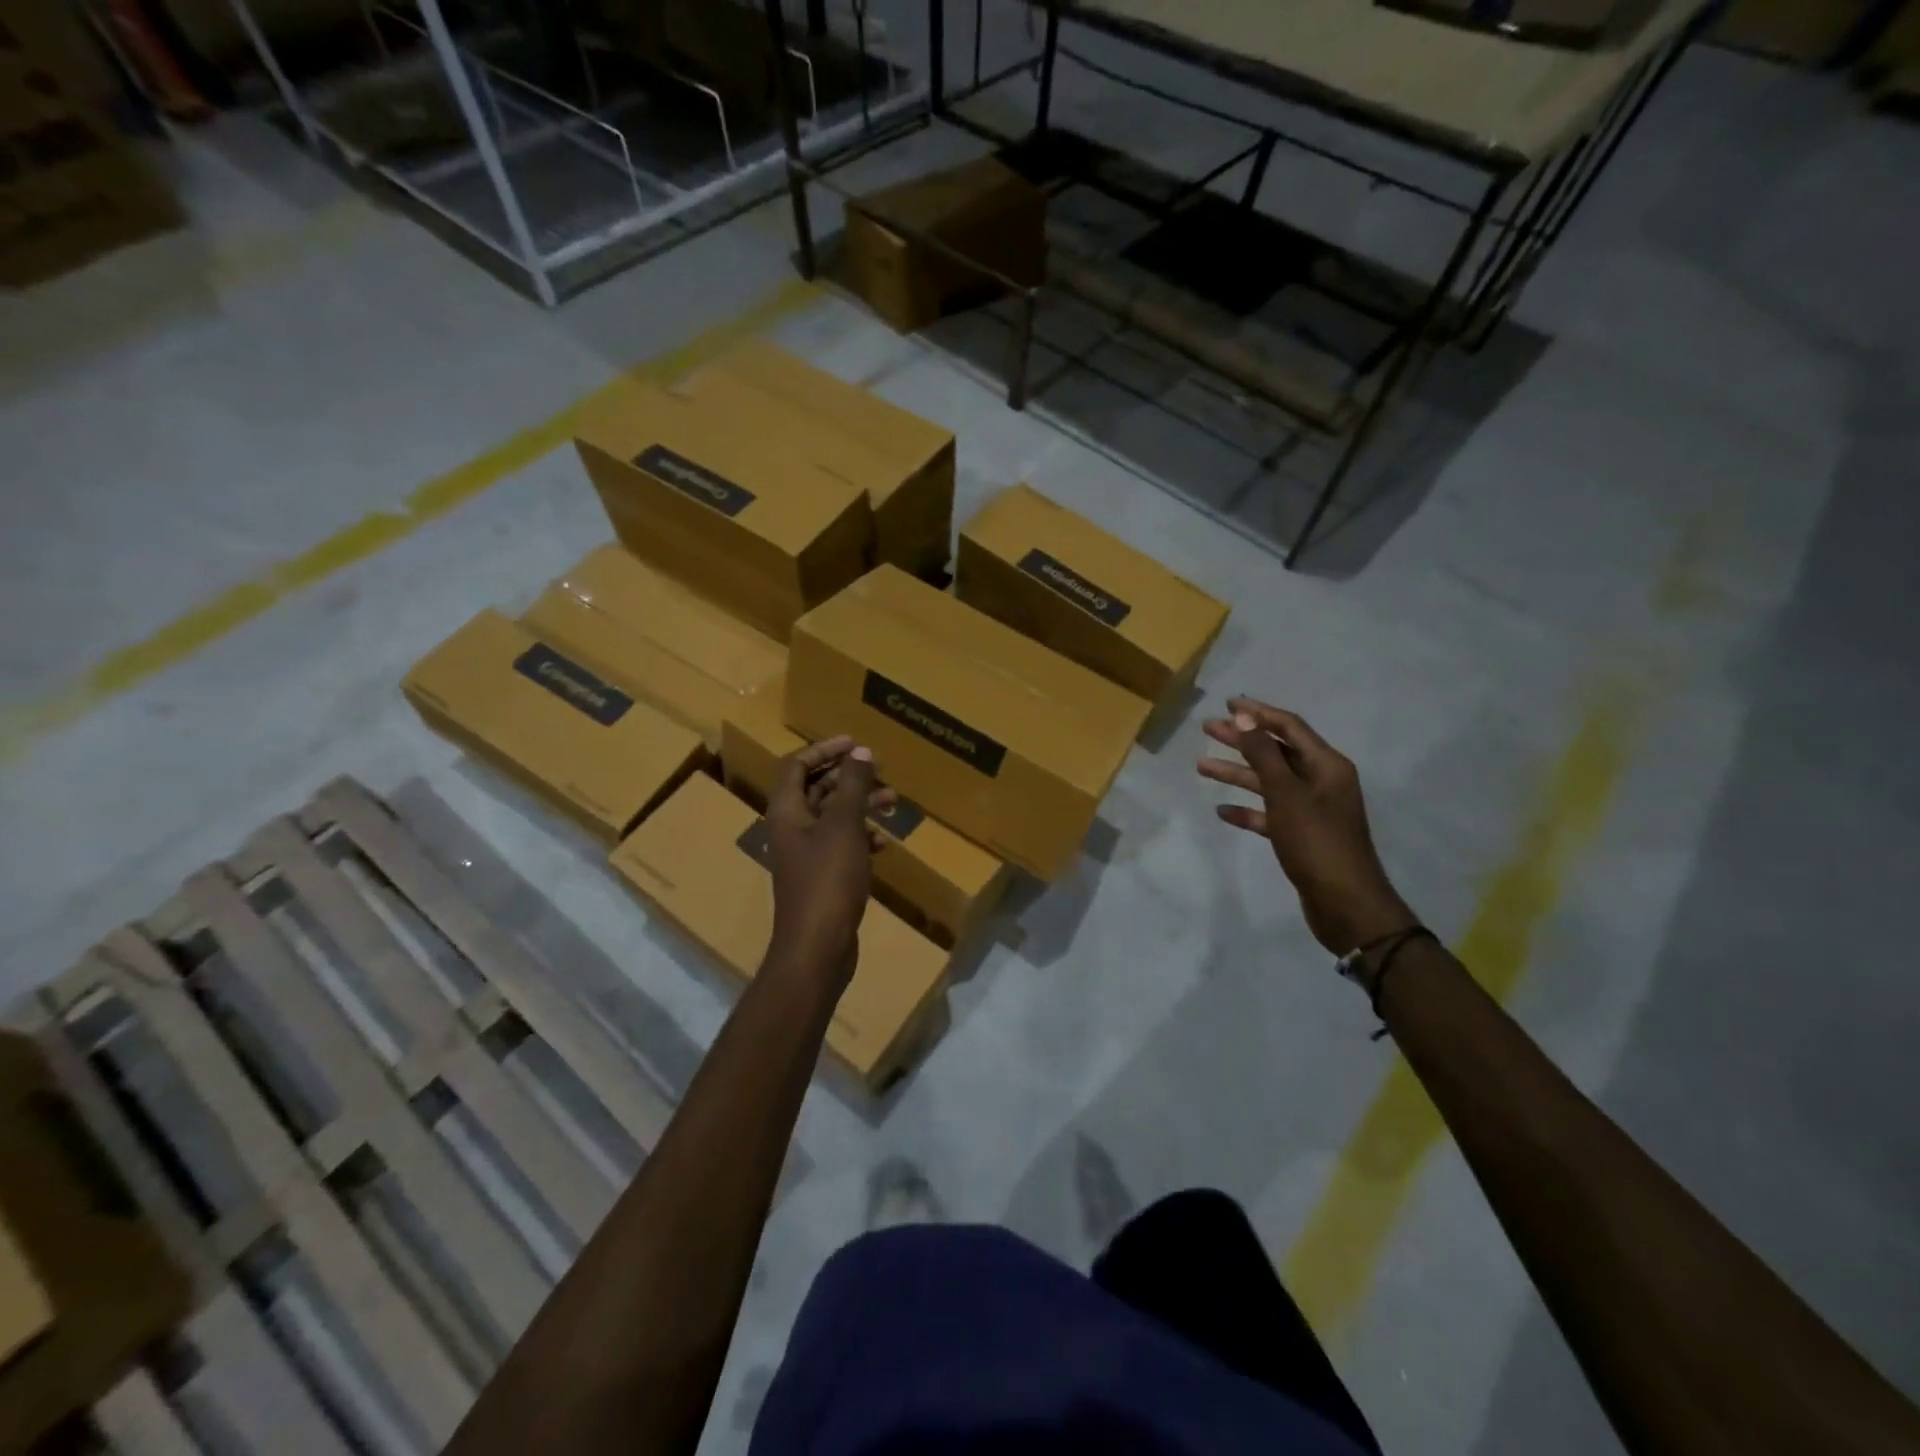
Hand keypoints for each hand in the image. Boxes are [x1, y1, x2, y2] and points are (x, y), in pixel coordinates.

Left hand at [766, 737, 892, 986]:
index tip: (855, 744)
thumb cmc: (828, 880)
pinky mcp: (822, 877)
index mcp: (787, 811)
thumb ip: (852, 786)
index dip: (823, 749)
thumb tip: (860, 752)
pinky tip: (883, 841)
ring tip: (892, 802)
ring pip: (832, 817)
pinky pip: (841, 844)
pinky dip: (861, 836)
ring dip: (860, 805)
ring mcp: (806, 855)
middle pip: (816, 789)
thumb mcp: (843, 826)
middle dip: (848, 777)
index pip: (796, 765)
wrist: (818, 947)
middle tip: (880, 771)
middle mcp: (791, 829)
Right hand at [1199, 697, 1415, 954]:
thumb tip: (1246, 716)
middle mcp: (1321, 782)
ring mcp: (1311, 809)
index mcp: (1326, 766)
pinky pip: (1269, 814)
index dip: (1259, 713)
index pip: (1289, 727)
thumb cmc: (1316, 842)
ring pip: (1268, 782)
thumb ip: (1263, 754)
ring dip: (1237, 773)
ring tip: (1201, 766)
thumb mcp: (1286, 794)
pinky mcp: (1300, 835)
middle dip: (1242, 740)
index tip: (1228, 704)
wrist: (1345, 904)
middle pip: (1276, 752)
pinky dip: (1247, 810)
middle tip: (1209, 729)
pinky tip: (1222, 811)